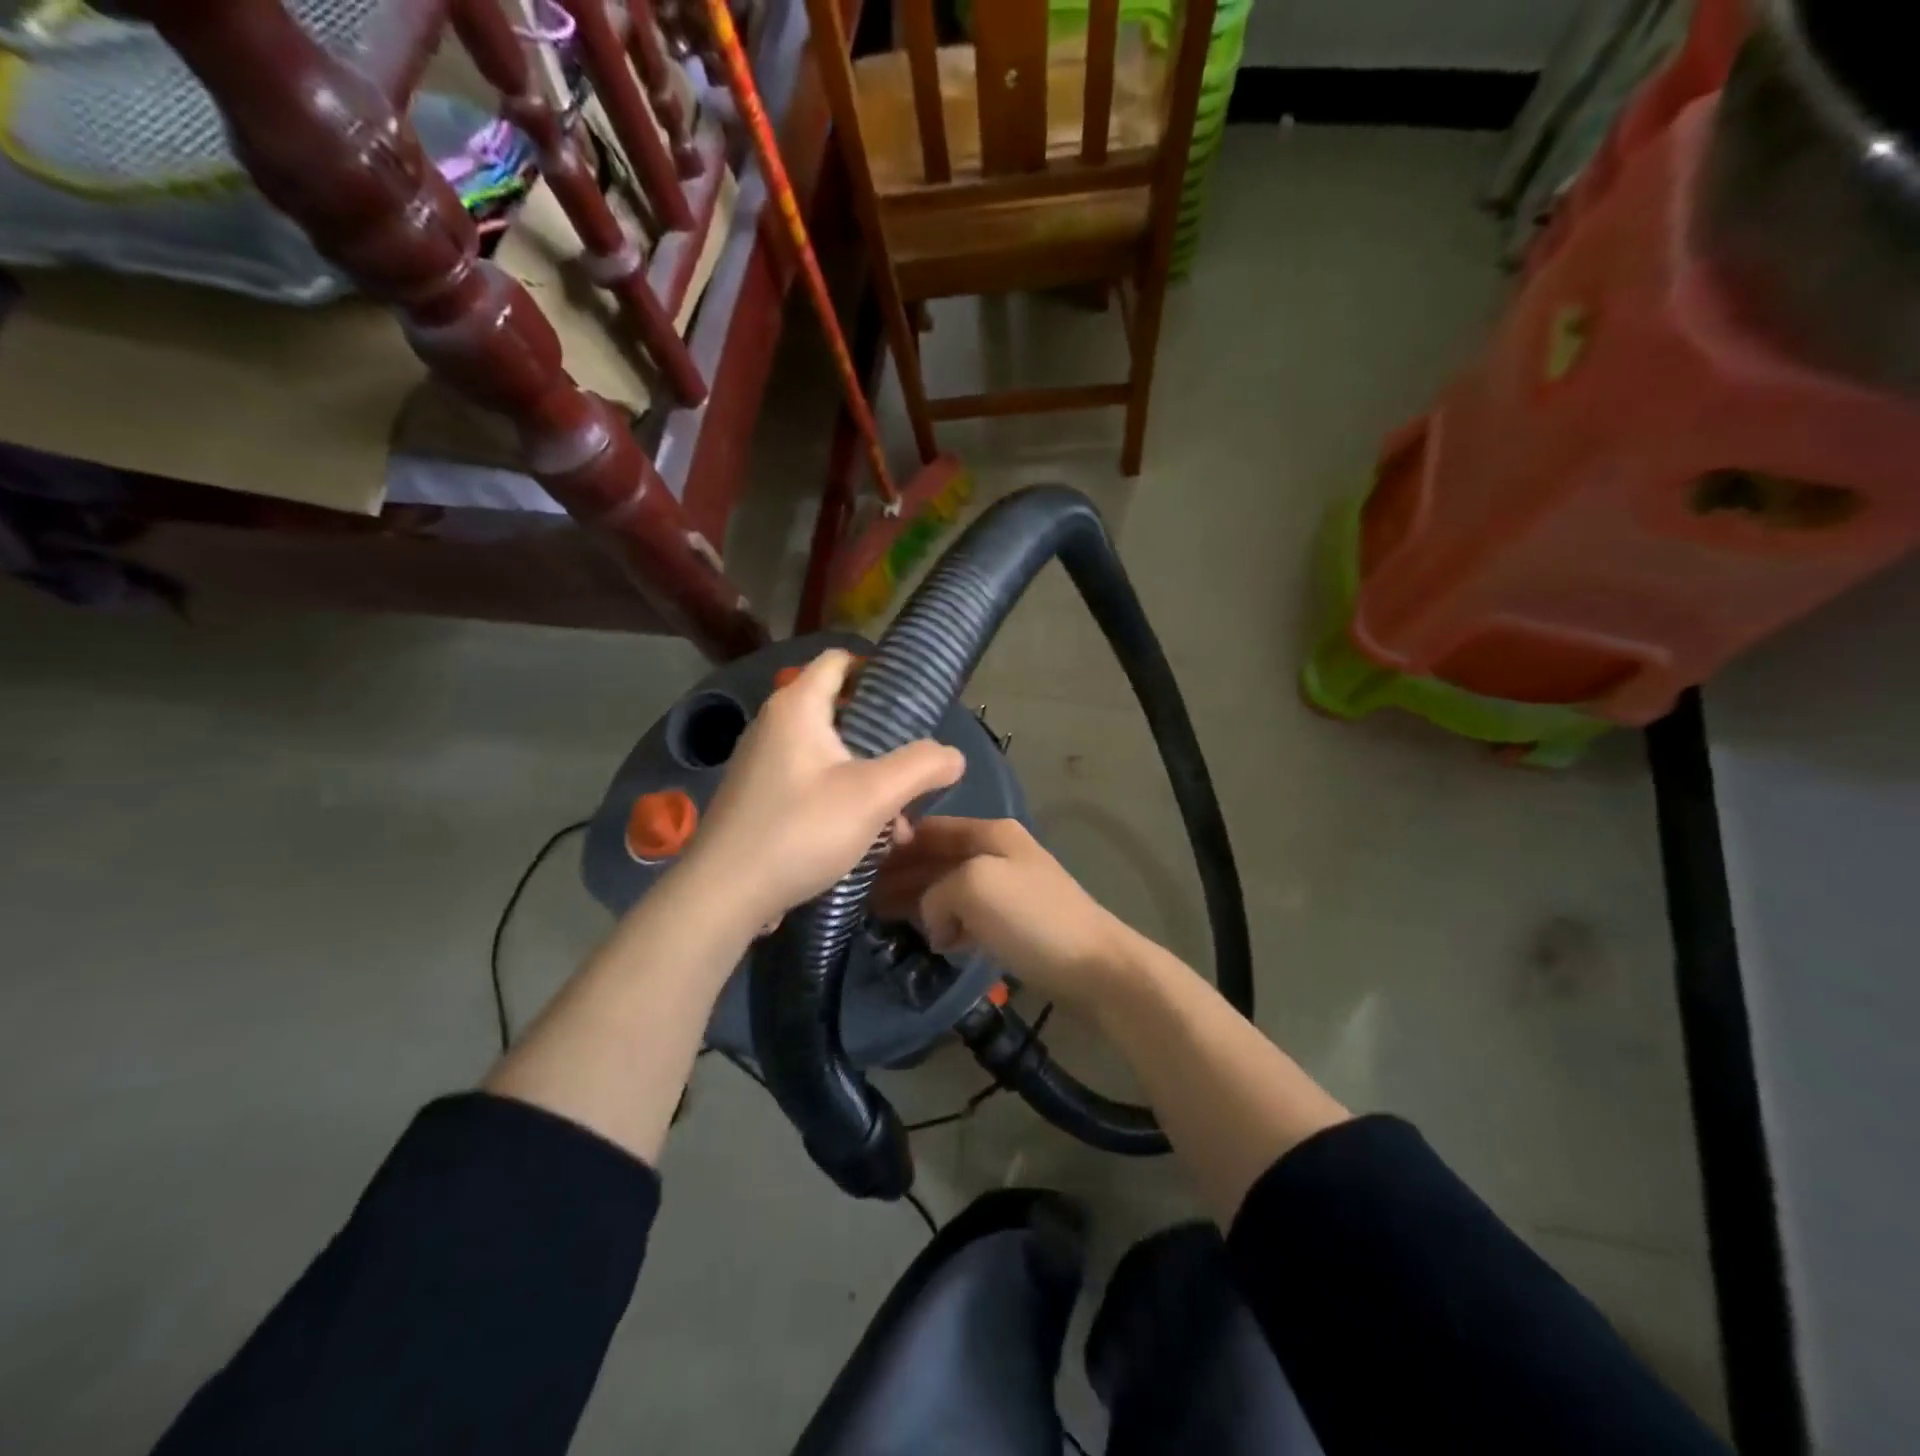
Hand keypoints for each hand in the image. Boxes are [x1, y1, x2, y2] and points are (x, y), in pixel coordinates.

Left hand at [682, 650, 964, 928]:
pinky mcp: (760, 799)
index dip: (877, 670)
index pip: (839, 661)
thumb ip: (921, 767)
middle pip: (841, 713)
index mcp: (797, 707)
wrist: (724, 894)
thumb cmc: (800, 830)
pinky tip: (869, 840)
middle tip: (916, 769)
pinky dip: (843, 800)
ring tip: (900, 822)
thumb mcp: (873, 795)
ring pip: (831, 756)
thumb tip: (954, 756)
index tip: (913, 700)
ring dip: (870, 781)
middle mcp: (776, 725)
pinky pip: (812, 784)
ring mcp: (764, 764)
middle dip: (884, 742)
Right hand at [873, 817, 1137, 1009]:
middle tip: (861, 899)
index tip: (858, 865)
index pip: (929, 828)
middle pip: (936, 858)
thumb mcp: (974, 886)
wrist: (1095, 967)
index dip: (894, 844)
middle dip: (901, 875)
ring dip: (918, 901)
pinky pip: (966, 915)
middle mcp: (996, 852)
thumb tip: (934, 920)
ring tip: (883, 919)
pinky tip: (933, 940)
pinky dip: (946, 924)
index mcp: (989, 833)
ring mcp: (1006, 888)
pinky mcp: (1012, 922)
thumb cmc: (1033, 918)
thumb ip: (936, 890)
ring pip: (948, 888)